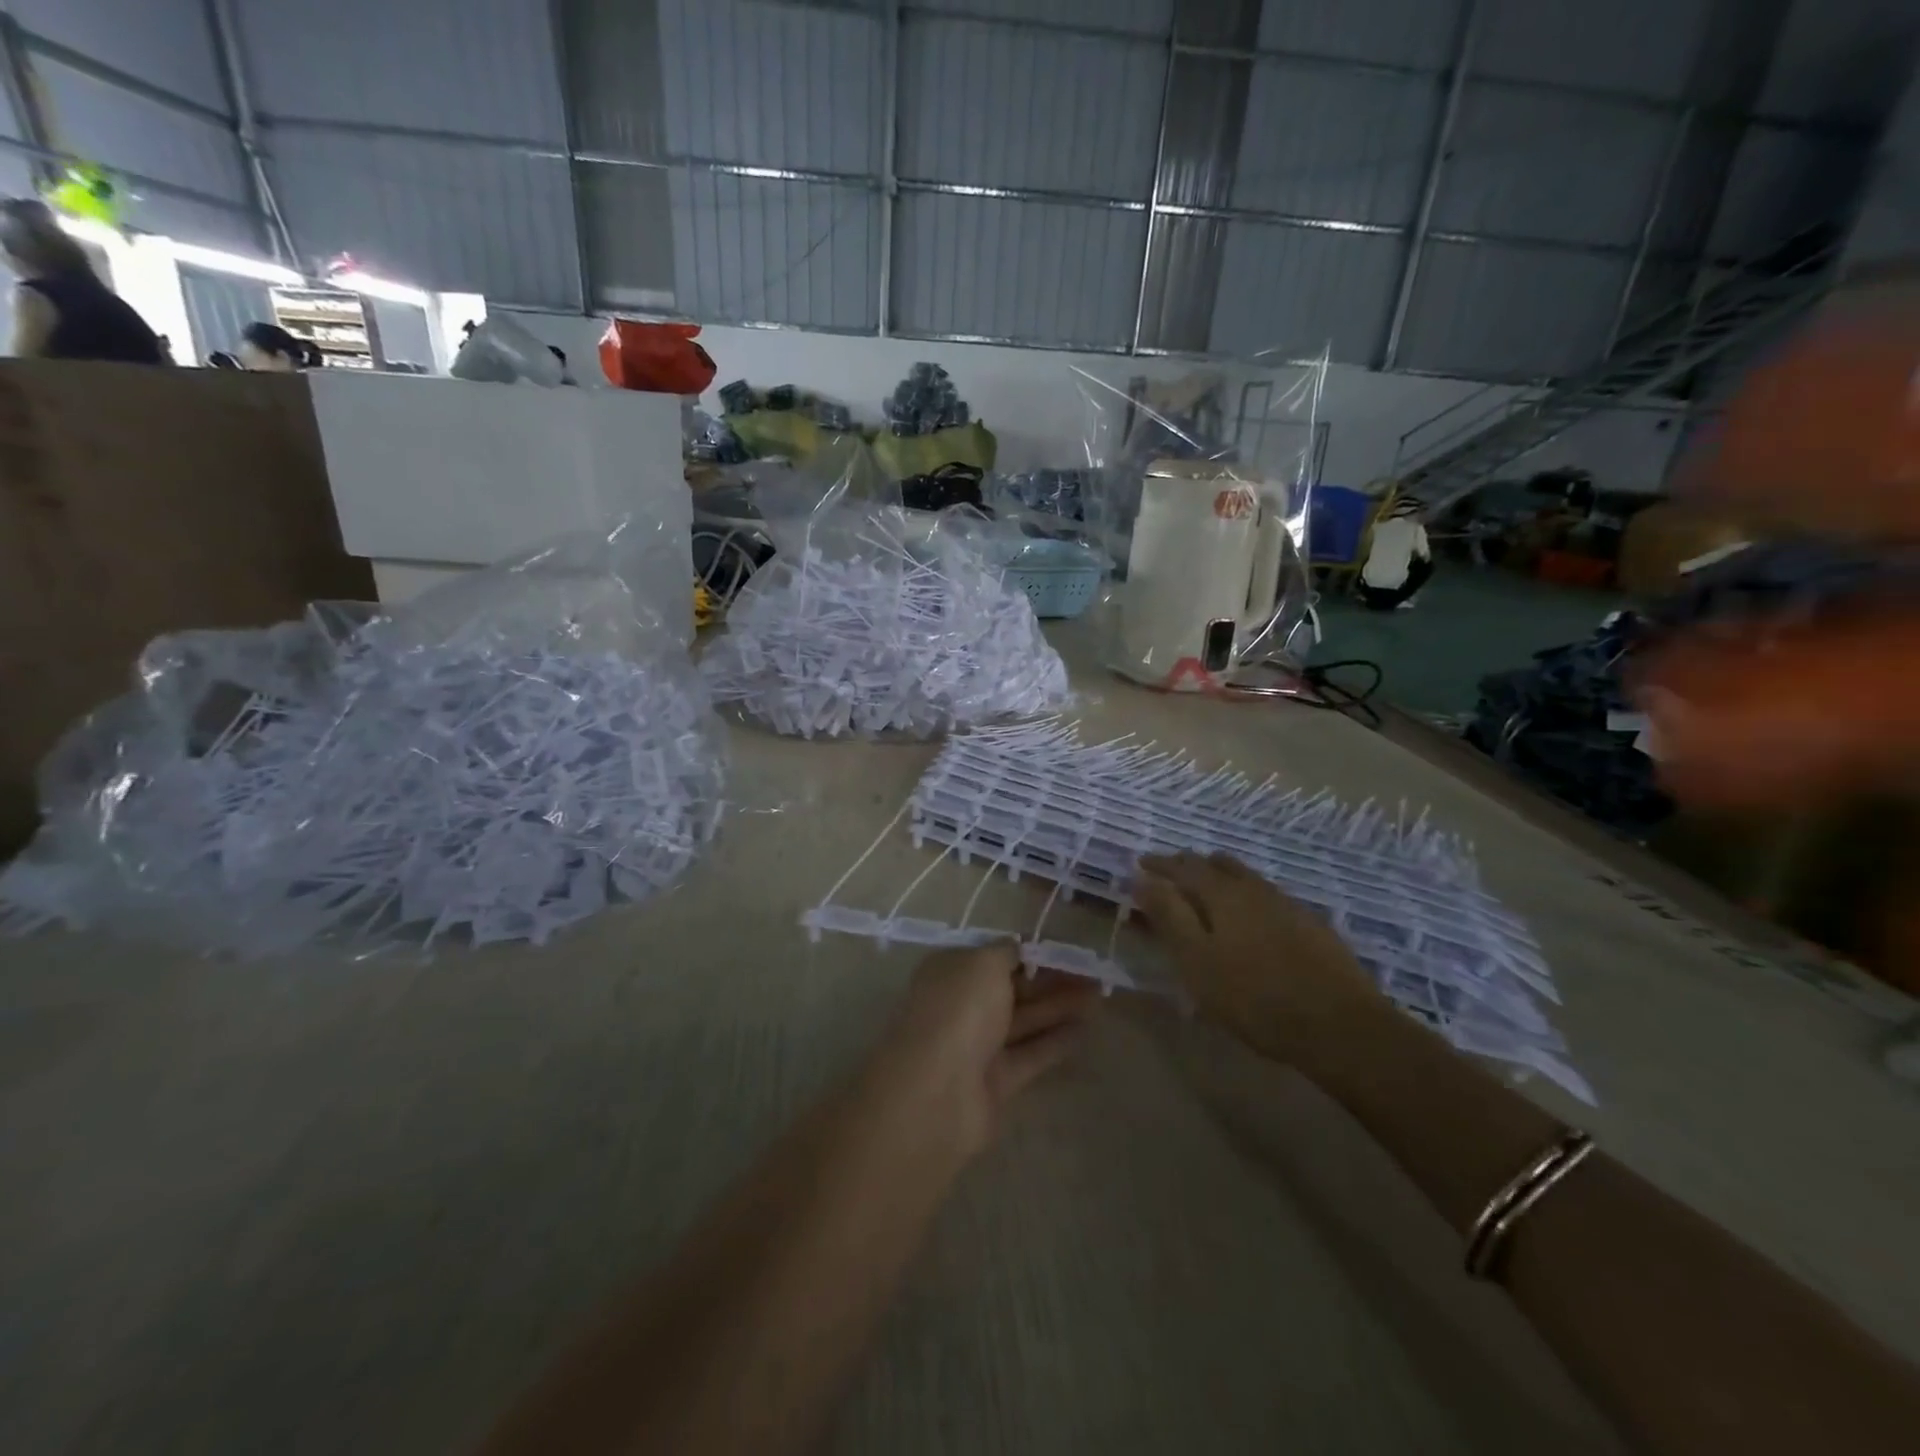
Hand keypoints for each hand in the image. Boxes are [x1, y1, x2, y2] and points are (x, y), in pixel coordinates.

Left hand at [862, 943, 1100, 1161]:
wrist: (936, 1093)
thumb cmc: (959, 1011)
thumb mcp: (984, 963)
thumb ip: (1006, 952)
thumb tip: (1018, 947)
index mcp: (951, 971)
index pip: (994, 955)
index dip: (1029, 951)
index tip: (1065, 948)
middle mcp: (962, 1005)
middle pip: (1012, 988)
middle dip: (1051, 979)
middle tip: (1093, 972)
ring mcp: (978, 1045)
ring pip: (1025, 1020)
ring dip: (1060, 1007)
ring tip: (1099, 996)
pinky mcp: (996, 1081)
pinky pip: (1031, 1054)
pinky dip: (1057, 1042)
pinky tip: (1087, 1030)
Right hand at [1133, 852, 1384, 1060]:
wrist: (1340, 1026)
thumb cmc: (1254, 996)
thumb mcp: (1197, 960)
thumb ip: (1168, 916)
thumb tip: (1141, 879)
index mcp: (1222, 893)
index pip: (1183, 867)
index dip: (1159, 864)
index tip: (1140, 864)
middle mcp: (1254, 888)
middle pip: (1217, 865)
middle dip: (1189, 865)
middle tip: (1170, 873)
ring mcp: (1287, 904)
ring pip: (1245, 877)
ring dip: (1220, 876)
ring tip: (1206, 887)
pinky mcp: (1311, 925)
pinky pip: (1267, 896)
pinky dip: (1246, 895)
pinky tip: (1250, 915)